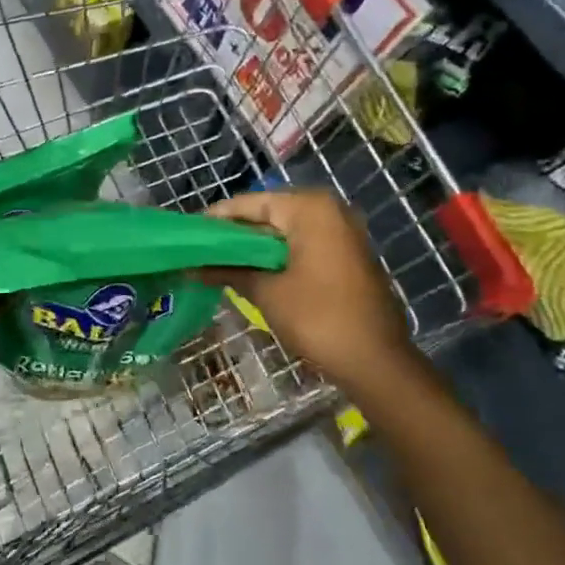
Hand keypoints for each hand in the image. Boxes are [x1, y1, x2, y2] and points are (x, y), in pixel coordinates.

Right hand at [204, 188, 421, 394]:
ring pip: (285, 231)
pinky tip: (253, 273)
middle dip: (236, 234)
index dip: (217, 219)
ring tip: (220, 263)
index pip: (251, 203)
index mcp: (309, 209)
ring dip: (255, 247)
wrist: (376, 361)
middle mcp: (329, 210)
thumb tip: (191, 268)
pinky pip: (303, 244)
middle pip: (269, 214)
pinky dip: (278, 256)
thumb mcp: (265, 292)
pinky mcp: (348, 255)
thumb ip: (227, 271)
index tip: (189, 234)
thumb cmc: (317, 318)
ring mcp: (343, 232)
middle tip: (201, 251)